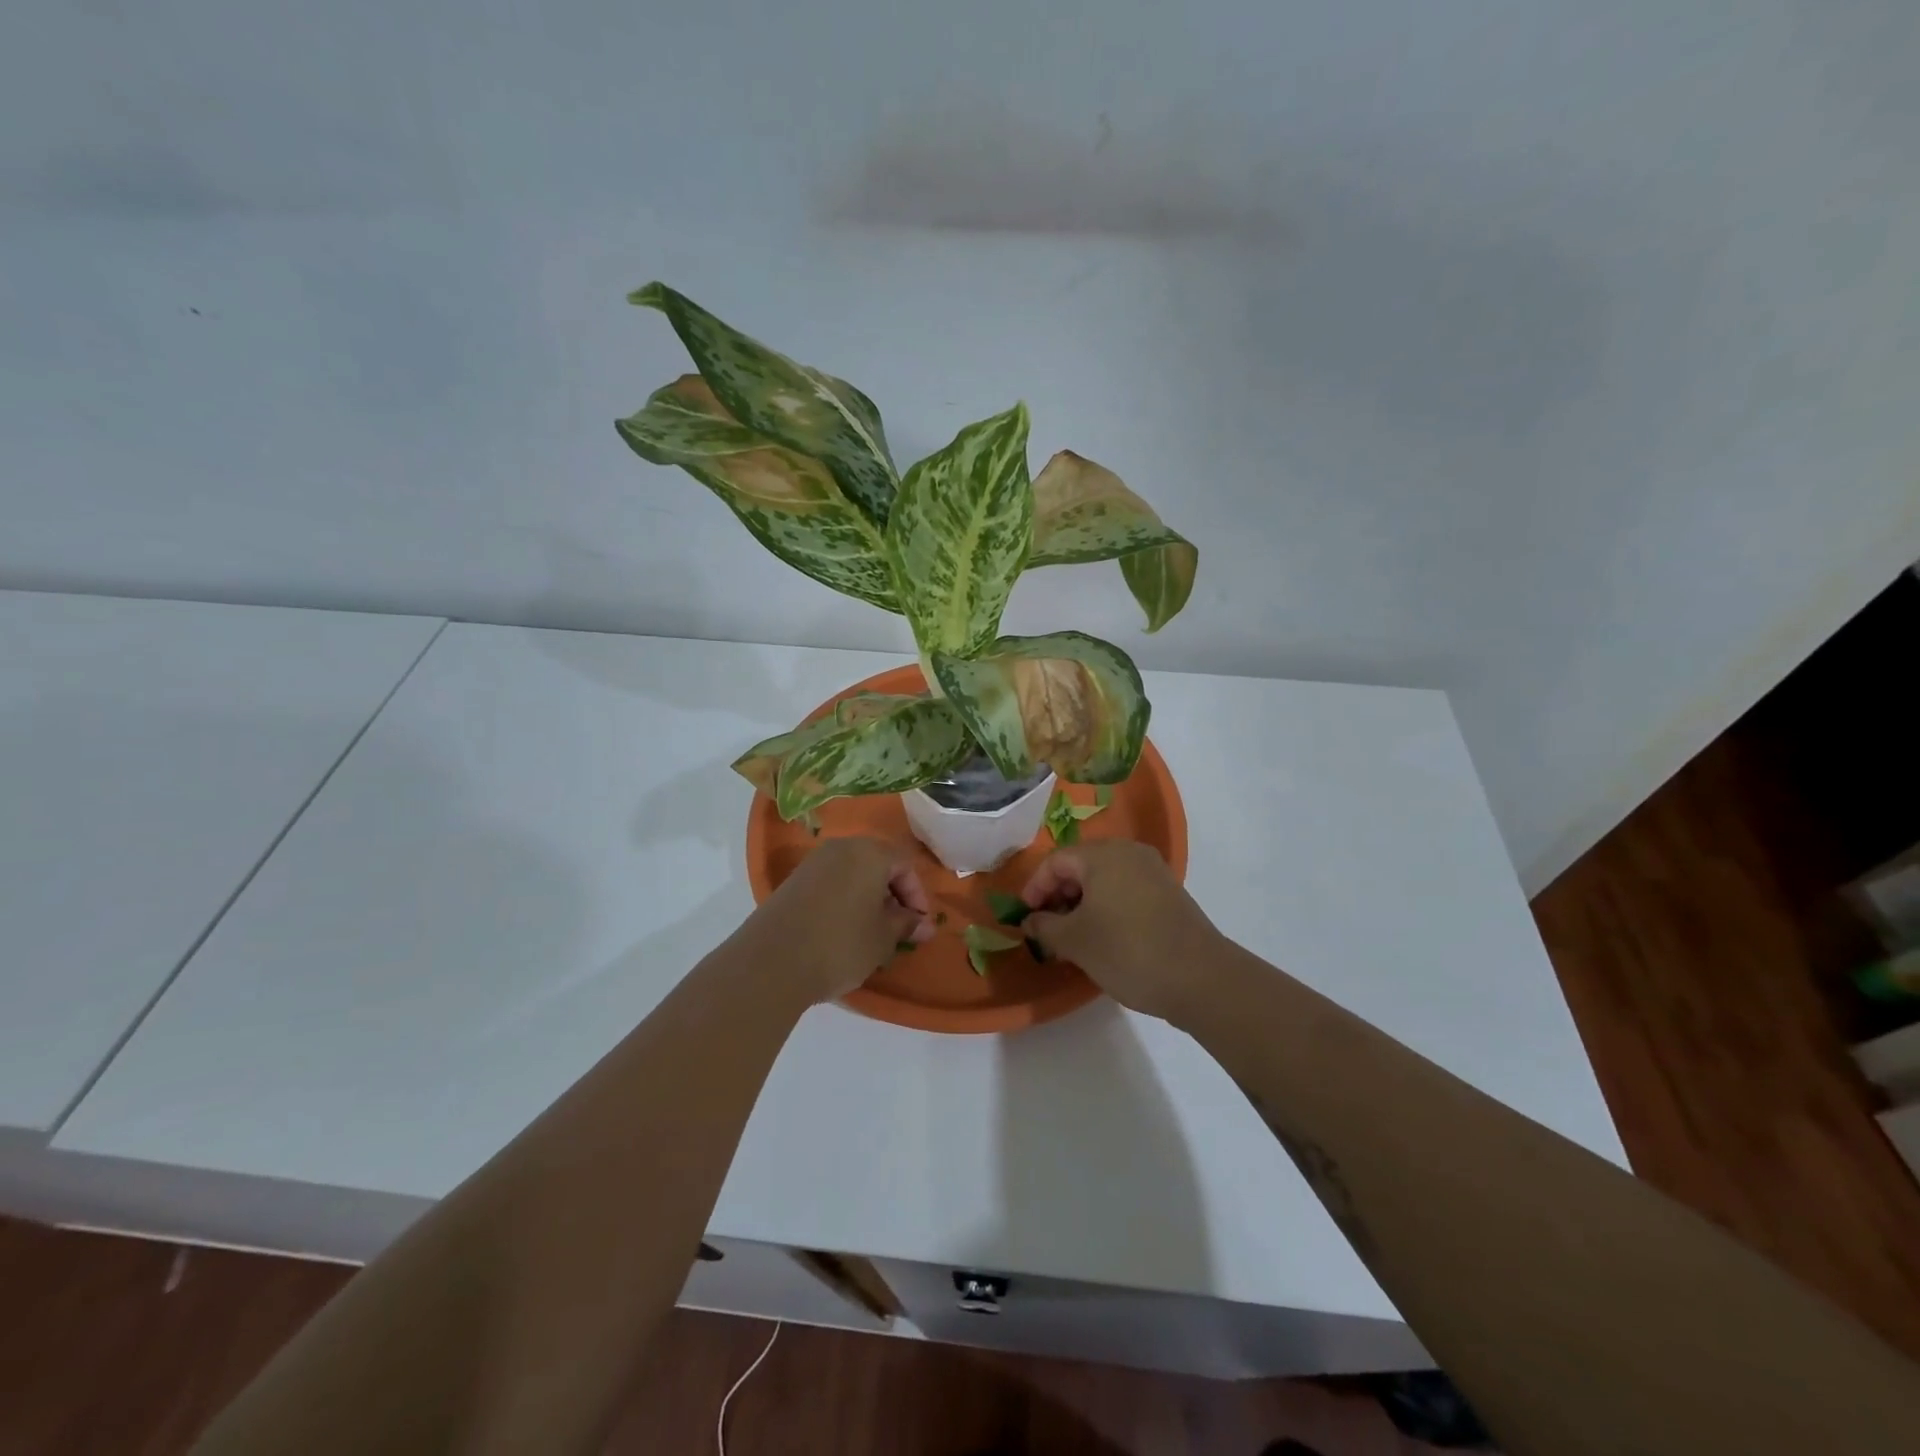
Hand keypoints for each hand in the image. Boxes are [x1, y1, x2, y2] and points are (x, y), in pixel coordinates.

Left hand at [743, 836, 935, 1003]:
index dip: (917, 895)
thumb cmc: (840, 945)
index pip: (905, 864)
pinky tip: (843, 932)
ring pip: (852, 874)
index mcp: (869, 852)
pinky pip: (830, 884)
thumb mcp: (883, 938)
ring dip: (868, 899)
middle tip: (899, 928)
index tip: (919, 925)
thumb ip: (906, 924)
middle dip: (893, 895)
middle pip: (877, 864)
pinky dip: (844, 901)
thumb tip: (921, 922)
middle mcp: (840, 848)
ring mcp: (812, 863)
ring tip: (872, 933)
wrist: (771, 962)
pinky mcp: (792, 882)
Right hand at [1021, 840, 1223, 1023]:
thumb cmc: (1127, 951)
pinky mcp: (1169, 893)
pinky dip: (1107, 907)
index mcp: (1103, 854)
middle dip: (1058, 895)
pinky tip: (1103, 938)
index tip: (1026, 918)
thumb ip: (1045, 927)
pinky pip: (1126, 890)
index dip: (1035, 888)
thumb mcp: (1075, 942)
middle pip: (1081, 866)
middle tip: (1047, 929)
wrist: (1200, 978)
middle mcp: (1129, 853)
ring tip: (1072, 937)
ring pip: (1104, 879)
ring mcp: (1153, 872)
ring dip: (1082, 904)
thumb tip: (1031, 920)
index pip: (1055, 861)